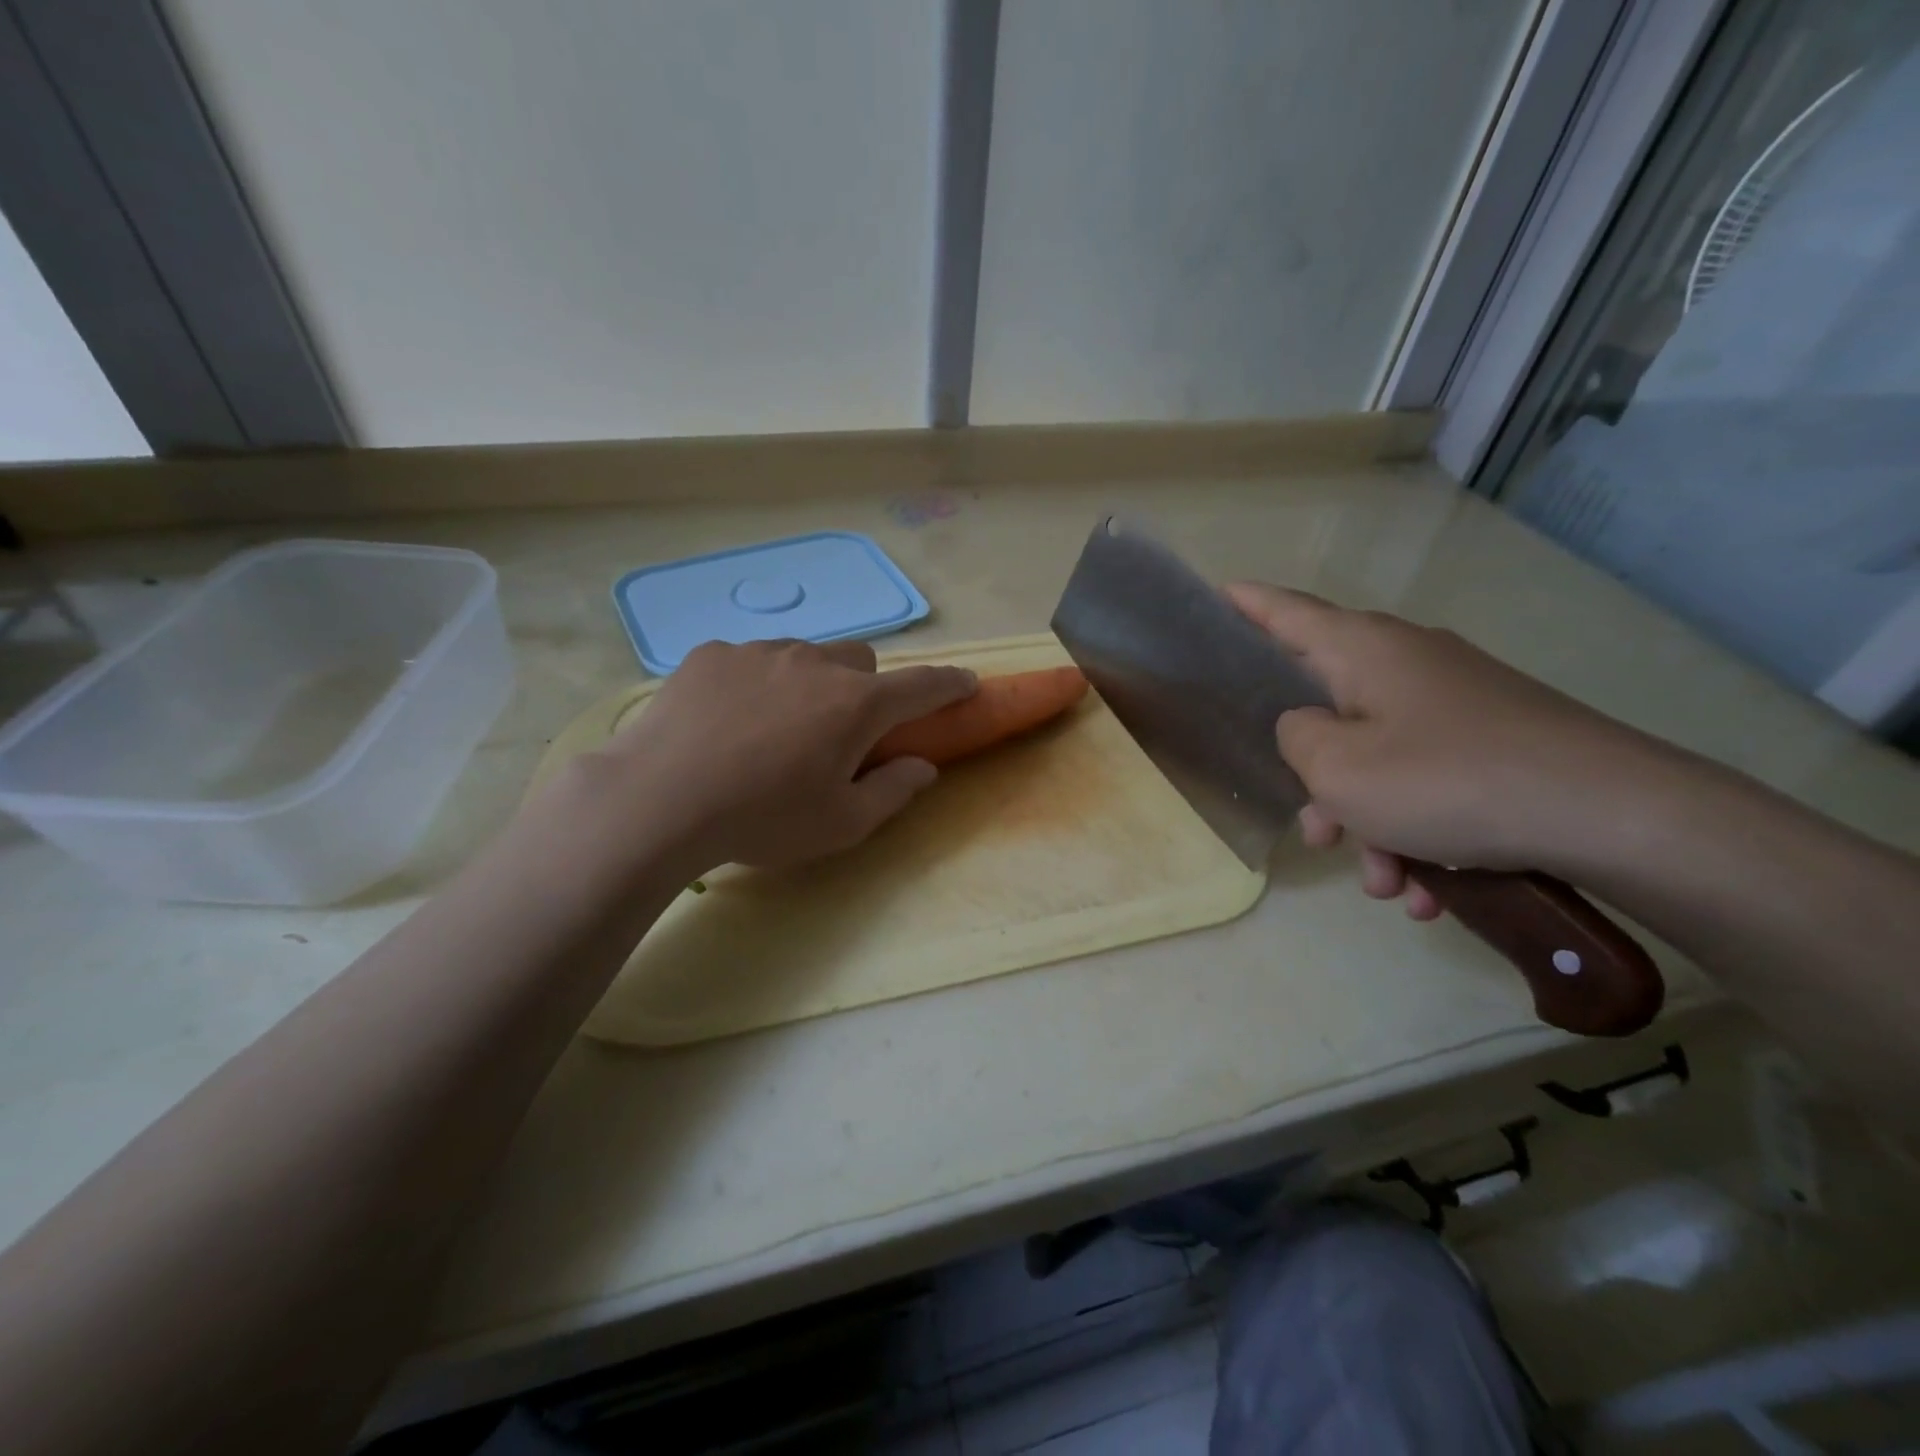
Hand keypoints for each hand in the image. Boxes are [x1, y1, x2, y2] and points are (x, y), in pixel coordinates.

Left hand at [570, 638, 975, 874]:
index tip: (967, 683)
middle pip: (861, 661)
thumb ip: (892, 791)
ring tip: (774, 729)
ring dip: (808, 684)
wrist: (658, 799)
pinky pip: (751, 660)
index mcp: (856, 705)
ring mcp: (760, 652)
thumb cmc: (762, 818)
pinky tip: (726, 722)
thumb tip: (924, 767)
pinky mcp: (713, 654)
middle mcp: (815, 663)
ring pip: (805, 656)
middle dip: (865, 689)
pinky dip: (756, 683)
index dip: (950, 684)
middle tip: (839, 731)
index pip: (922, 686)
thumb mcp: (840, 824)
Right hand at [1226, 583, 1667, 915]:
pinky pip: (1428, 782)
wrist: (1613, 814)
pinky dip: (1419, 833)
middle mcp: (1406, 662)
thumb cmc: (1447, 779)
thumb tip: (1306, 728)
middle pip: (1329, 709)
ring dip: (1372, 825)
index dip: (1245, 604)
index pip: (1285, 611)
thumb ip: (1295, 739)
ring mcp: (1454, 701)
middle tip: (1315, 832)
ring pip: (1380, 760)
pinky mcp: (1493, 740)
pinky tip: (1430, 890)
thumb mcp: (1338, 769)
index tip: (1215, 592)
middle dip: (1317, 781)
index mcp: (1362, 649)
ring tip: (1388, 884)